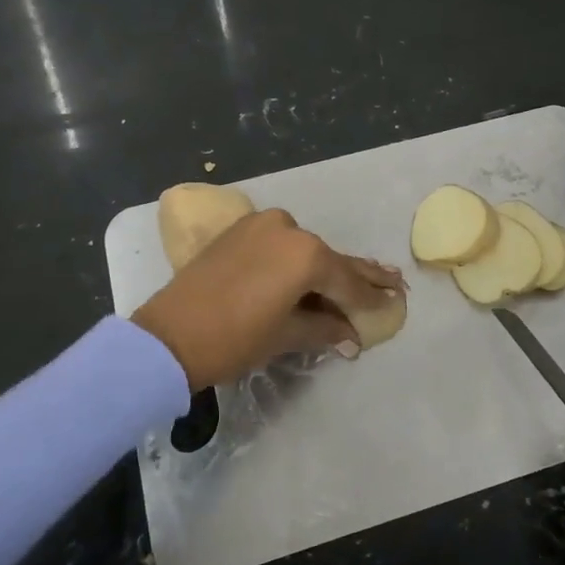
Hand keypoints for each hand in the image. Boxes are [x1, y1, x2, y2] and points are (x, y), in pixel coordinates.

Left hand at [131, 209, 402, 390]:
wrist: (168, 336)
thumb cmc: (234, 339)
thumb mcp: (286, 335)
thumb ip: (325, 328)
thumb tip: (352, 335)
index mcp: (306, 254)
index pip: (348, 281)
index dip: (372, 298)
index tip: (396, 302)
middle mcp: (290, 229)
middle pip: (331, 259)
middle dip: (361, 275)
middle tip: (394, 281)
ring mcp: (263, 224)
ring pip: (306, 250)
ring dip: (327, 268)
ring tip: (358, 280)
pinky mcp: (241, 229)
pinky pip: (281, 244)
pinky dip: (297, 259)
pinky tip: (314, 270)